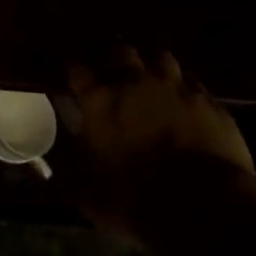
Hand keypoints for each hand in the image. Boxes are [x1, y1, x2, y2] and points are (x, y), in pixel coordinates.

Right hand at [66, 47, 255, 232]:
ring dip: (152, 65)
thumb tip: (47, 167)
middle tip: (111, 69)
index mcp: (99, 100)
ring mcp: (175, 87)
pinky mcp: (208, 101)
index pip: (77, 69)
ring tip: (150, 78)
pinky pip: (193, 83)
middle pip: (119, 50)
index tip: (73, 80)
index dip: (74, 71)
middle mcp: (135, 82)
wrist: (202, 205)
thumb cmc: (132, 199)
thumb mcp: (85, 191)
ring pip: (160, 57)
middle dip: (112, 55)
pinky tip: (185, 101)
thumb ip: (66, 170)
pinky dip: (184, 88)